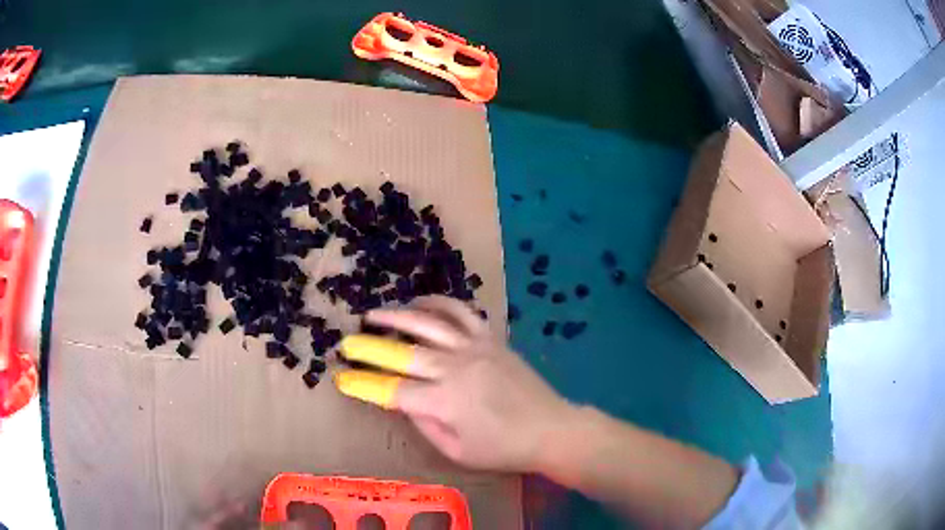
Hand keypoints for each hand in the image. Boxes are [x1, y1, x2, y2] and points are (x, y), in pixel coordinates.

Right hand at [335, 295, 573, 472]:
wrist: (551, 429)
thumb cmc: (503, 449)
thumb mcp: (457, 451)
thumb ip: (425, 424)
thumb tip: (401, 400)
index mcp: (445, 402)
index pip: (393, 390)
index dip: (364, 384)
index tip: (341, 377)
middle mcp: (455, 368)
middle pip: (403, 353)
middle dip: (369, 347)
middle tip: (347, 342)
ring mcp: (475, 348)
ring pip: (428, 323)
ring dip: (397, 316)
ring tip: (374, 313)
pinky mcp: (491, 338)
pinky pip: (462, 312)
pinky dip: (438, 303)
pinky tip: (420, 303)